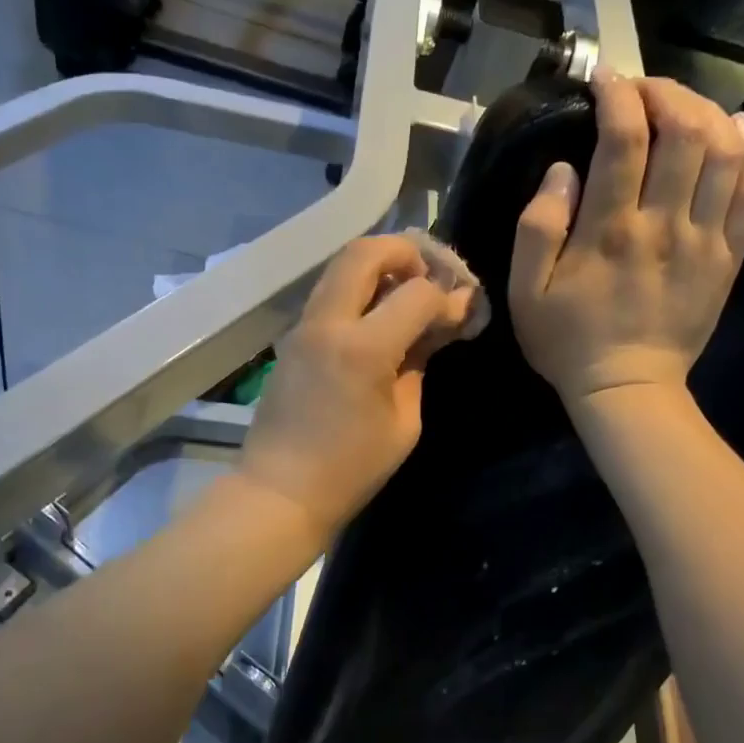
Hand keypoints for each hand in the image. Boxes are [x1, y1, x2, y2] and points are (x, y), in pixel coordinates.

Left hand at [238, 235, 476, 540]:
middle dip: (406, 252)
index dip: (448, 298)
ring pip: (341, 266)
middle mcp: (328, 323)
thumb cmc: (350, 469)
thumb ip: (419, 364)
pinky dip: (358, 288)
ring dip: (379, 265)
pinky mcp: (292, 337)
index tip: (463, 312)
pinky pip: (329, 293)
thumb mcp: (404, 422)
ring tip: (407, 292)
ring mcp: (303, 326)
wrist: (280, 490)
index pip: (416, 293)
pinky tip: (379, 315)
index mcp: (362, 348)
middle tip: (430, 277)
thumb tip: (434, 329)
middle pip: (365, 252)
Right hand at [509, 69, 743, 411]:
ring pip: (725, 152)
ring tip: (682, 104)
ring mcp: (705, 239)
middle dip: (664, 92)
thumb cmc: (567, 341)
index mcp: (610, 230)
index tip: (603, 79)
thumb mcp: (525, 292)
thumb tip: (564, 170)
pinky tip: (735, 129)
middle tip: (641, 89)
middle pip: (684, 131)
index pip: (623, 138)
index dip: (616, 95)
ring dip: (707, 112)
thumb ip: (537, 227)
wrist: (627, 389)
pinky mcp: (728, 256)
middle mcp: (664, 223)